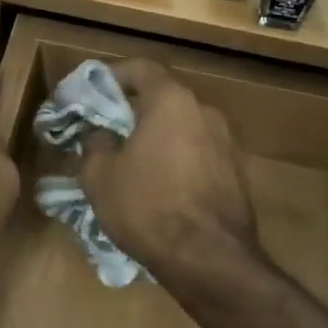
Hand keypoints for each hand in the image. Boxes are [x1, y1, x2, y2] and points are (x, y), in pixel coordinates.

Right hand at [78, 60, 261, 292]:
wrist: (209, 259)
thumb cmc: (147, 207)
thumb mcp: (100, 175)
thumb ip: (95, 142)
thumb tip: (99, 133)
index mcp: (171, 100)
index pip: (140, 68)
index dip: (112, 75)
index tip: (91, 91)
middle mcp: (205, 110)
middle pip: (163, 96)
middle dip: (133, 108)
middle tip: (106, 128)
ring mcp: (227, 141)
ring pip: (182, 126)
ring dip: (157, 135)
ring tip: (131, 159)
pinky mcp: (237, 172)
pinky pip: (198, 152)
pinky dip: (176, 157)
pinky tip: (158, 183)